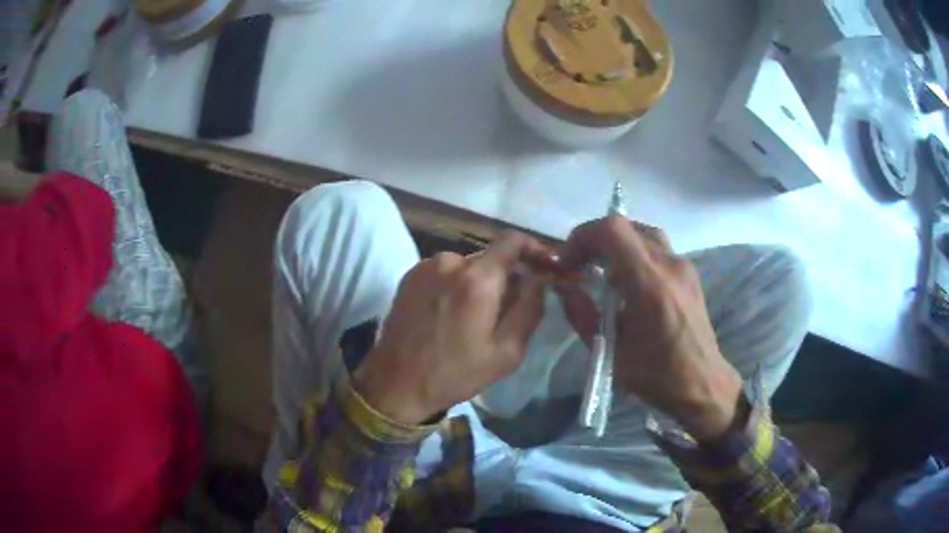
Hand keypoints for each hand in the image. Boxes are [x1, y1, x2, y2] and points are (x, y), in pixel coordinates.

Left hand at [353, 232, 556, 424]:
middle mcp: (451, 261)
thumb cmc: (455, 373)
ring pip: (467, 266)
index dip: (533, 248)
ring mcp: (426, 266)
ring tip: (473, 319)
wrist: (396, 383)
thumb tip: (539, 280)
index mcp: (478, 279)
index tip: (543, 265)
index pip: (513, 241)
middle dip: (505, 278)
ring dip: (478, 284)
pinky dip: (455, 286)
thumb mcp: (506, 352)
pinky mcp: (410, 276)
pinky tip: (449, 315)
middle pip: (490, 258)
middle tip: (507, 311)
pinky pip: (445, 272)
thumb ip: (530, 309)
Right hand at [556, 217, 742, 440]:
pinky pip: (657, 247)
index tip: (569, 261)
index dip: (584, 236)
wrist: (702, 383)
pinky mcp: (689, 272)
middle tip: (581, 265)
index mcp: (650, 284)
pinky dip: (635, 252)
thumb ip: (582, 315)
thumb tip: (562, 288)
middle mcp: (669, 265)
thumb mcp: (610, 351)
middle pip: (627, 226)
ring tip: (604, 270)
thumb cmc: (656, 374)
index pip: (613, 230)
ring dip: (617, 243)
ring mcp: (683, 266)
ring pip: (643, 233)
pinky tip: (629, 280)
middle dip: (596, 239)